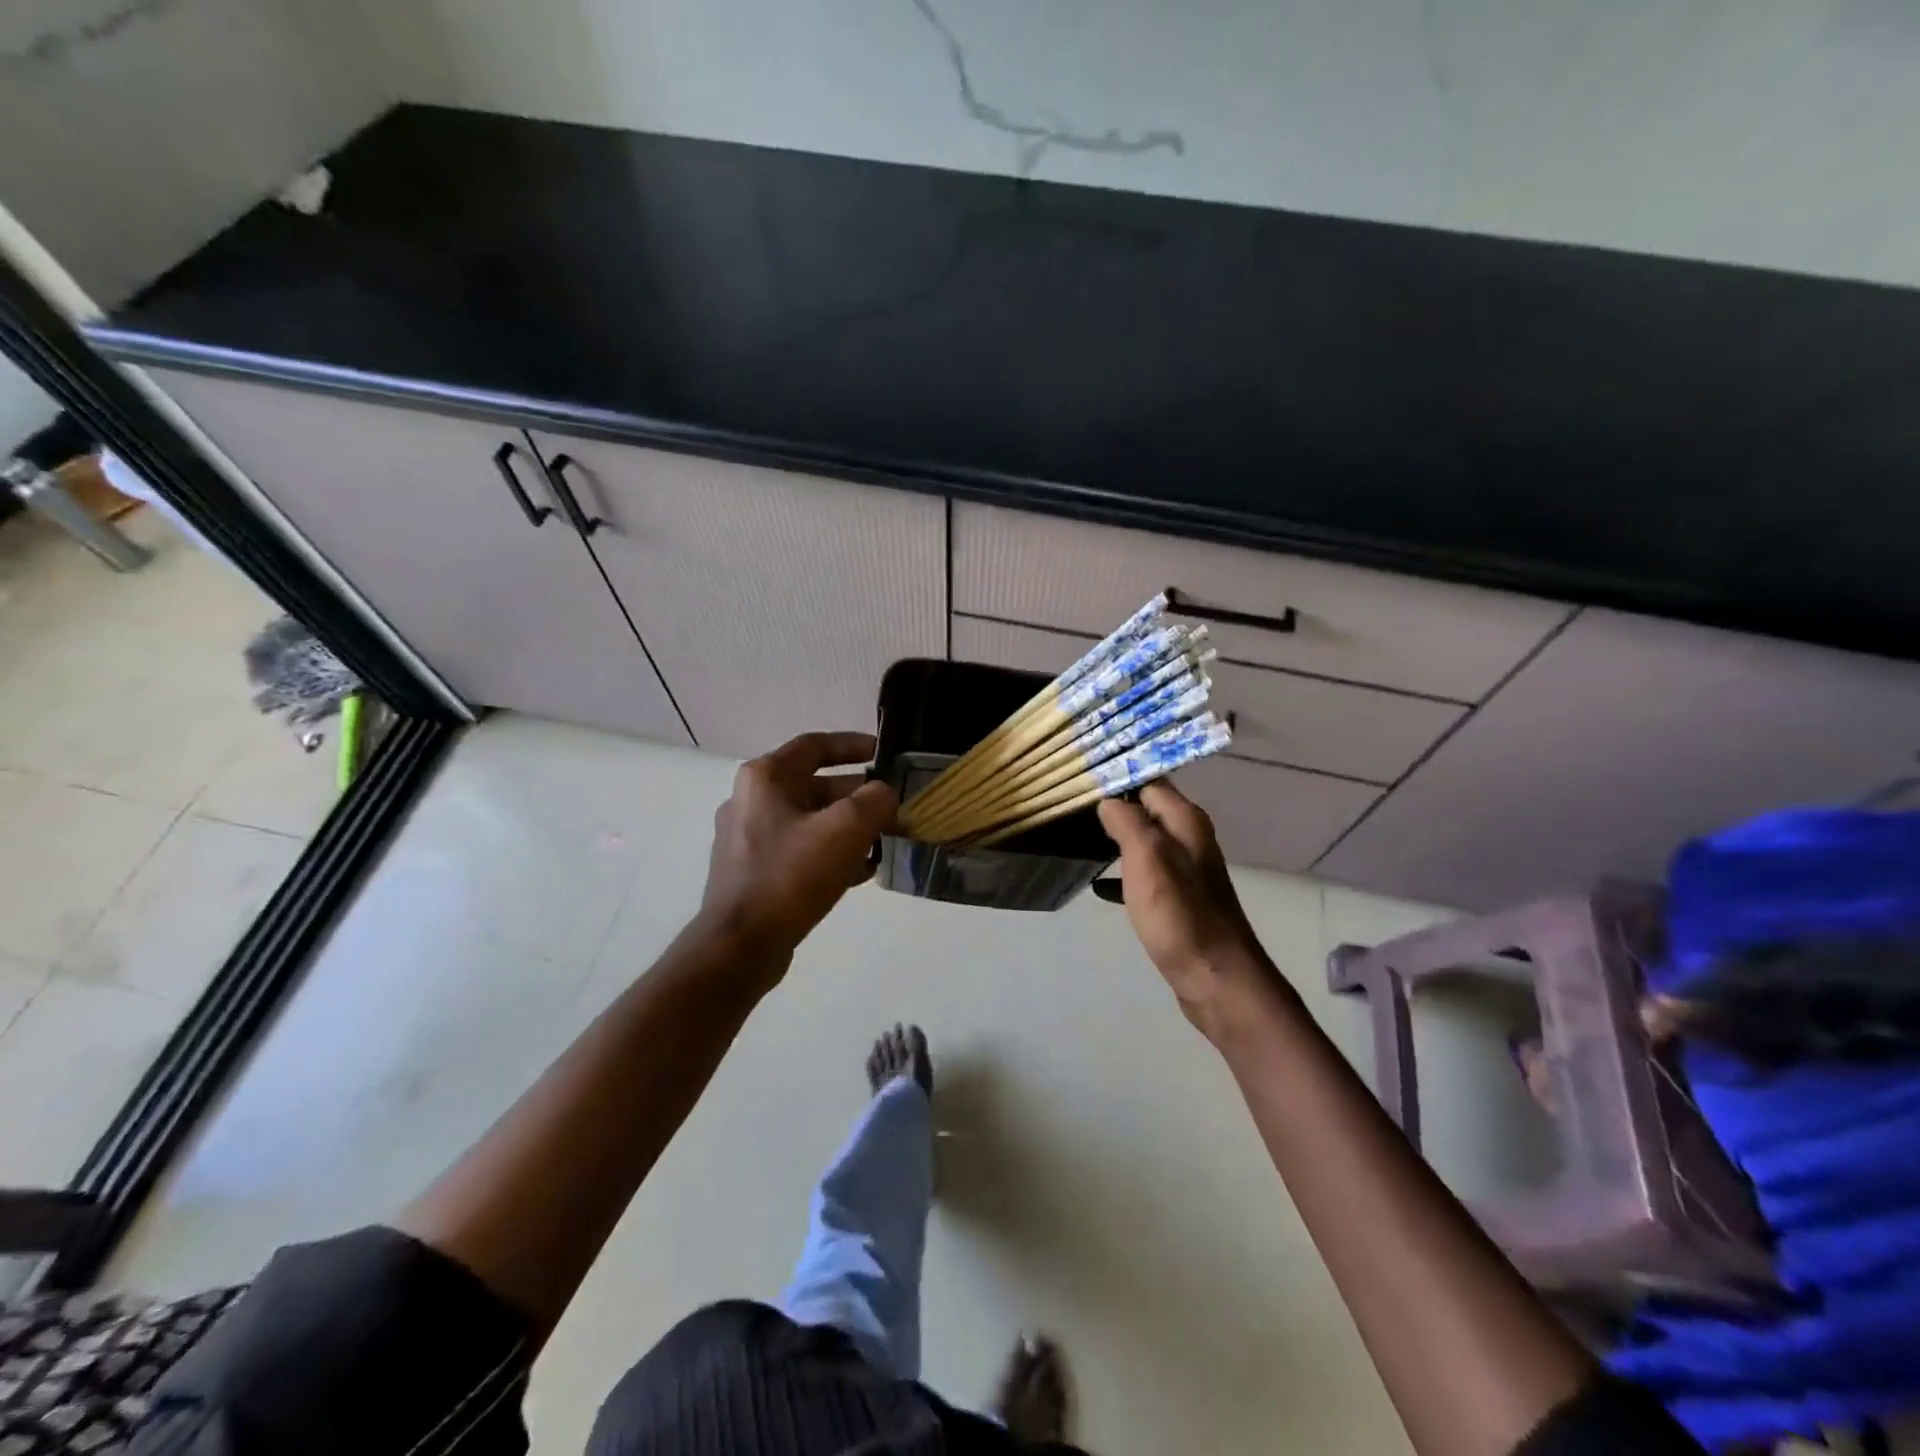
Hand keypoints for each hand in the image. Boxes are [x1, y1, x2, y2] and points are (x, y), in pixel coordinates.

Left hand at [699, 732, 897, 975]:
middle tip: (893, 808)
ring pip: (810, 820)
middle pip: (815, 785)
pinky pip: (800, 849)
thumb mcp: (845, 830)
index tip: (885, 755)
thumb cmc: (791, 876)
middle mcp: (752, 800)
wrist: (740, 947)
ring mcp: (748, 837)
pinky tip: (860, 873)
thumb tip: (885, 794)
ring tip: (883, 842)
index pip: (816, 745)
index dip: (854, 745)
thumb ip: (874, 801)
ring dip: (848, 827)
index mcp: (766, 778)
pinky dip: (830, 853)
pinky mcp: (753, 870)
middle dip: (858, 796)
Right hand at [1098, 782, 1288, 1040]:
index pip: (1149, 779)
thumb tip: (1109, 799)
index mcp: (1185, 820)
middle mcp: (1189, 837)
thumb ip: (1127, 821)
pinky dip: (1123, 870)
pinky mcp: (1178, 897)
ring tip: (1078, 836)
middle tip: (1072, 806)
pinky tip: (1100, 883)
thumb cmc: (1179, 914)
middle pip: (1146, 807)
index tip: (1081, 776)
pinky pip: (1145, 871)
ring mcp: (1185, 869)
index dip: (1117, 775)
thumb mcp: (1147, 858)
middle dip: (1113, 805)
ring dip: (1116, 836)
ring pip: (1144, 839)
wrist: (1214, 977)